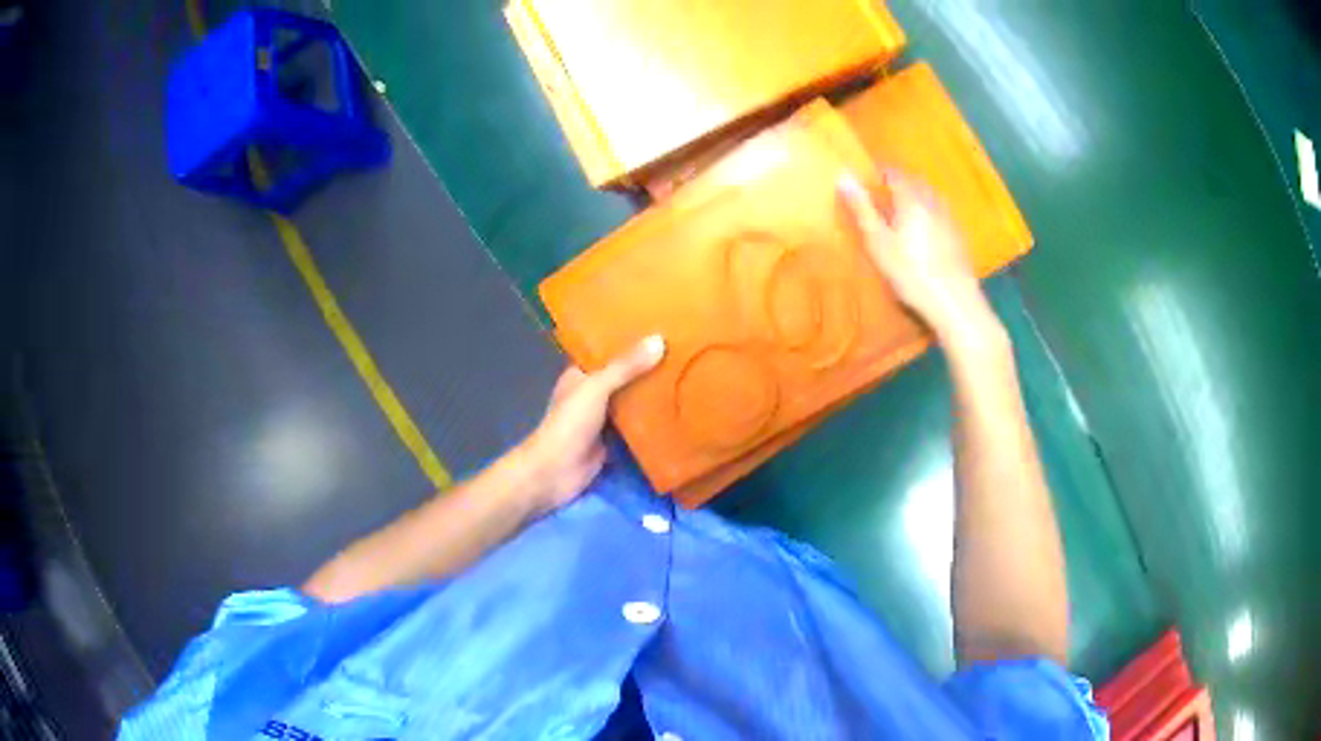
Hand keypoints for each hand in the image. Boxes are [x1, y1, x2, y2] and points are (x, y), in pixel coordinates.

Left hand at [515, 335, 666, 513]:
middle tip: (682, 352)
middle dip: (646, 369)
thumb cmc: (569, 424)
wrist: (556, 472)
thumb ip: (626, 367)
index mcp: (580, 375)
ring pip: (631, 403)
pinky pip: (637, 428)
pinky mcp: (614, 442)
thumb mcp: (596, 388)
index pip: (606, 352)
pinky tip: (678, 412)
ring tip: (685, 376)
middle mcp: (591, 394)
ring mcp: (603, 420)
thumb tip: (659, 340)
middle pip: (623, 378)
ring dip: (652, 395)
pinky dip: (652, 422)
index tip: (658, 329)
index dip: (628, 341)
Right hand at [838, 171, 994, 342]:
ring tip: (908, 206)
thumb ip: (862, 209)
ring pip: (933, 198)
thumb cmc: (910, 272)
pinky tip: (930, 229)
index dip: (883, 172)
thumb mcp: (878, 242)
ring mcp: (949, 221)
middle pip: (918, 183)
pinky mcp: (960, 239)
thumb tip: (843, 175)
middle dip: (903, 182)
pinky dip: (933, 214)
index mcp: (911, 201)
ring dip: (920, 196)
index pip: (896, 175)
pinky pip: (944, 215)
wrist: (954, 301)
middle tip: (888, 189)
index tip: (873, 175)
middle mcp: (932, 204)